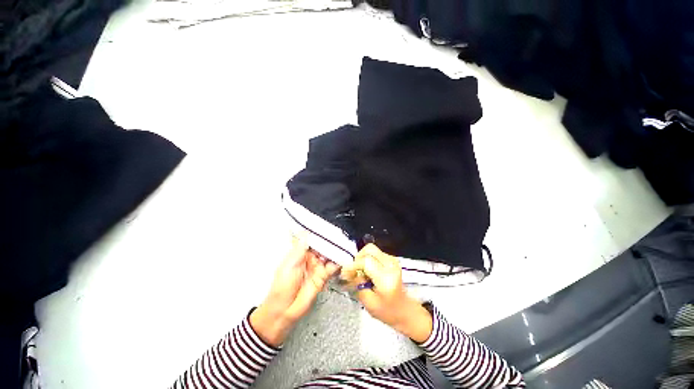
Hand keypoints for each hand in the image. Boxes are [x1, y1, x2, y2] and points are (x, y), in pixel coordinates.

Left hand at [250, 234, 339, 346]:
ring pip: (328, 255)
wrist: (284, 310)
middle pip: (322, 246)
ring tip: (344, 243)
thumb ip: (300, 249)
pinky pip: (332, 267)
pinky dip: (338, 262)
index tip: (326, 225)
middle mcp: (310, 258)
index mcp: (300, 253)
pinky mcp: (323, 276)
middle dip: (330, 241)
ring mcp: (317, 267)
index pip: (311, 240)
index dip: (318, 233)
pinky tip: (343, 257)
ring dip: (335, 250)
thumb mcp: (289, 265)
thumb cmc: (282, 285)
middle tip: (339, 233)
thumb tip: (305, 232)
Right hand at [341, 244, 432, 342]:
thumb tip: (350, 271)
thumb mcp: (368, 303)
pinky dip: (367, 258)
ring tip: (360, 271)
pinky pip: (375, 252)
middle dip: (358, 258)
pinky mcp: (391, 259)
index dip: (353, 265)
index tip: (345, 273)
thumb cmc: (387, 311)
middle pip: (369, 249)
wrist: (405, 310)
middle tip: (353, 270)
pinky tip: (367, 270)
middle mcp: (391, 265)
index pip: (366, 262)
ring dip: (362, 258)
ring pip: (371, 249)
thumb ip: (358, 284)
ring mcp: (392, 260)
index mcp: (386, 278)